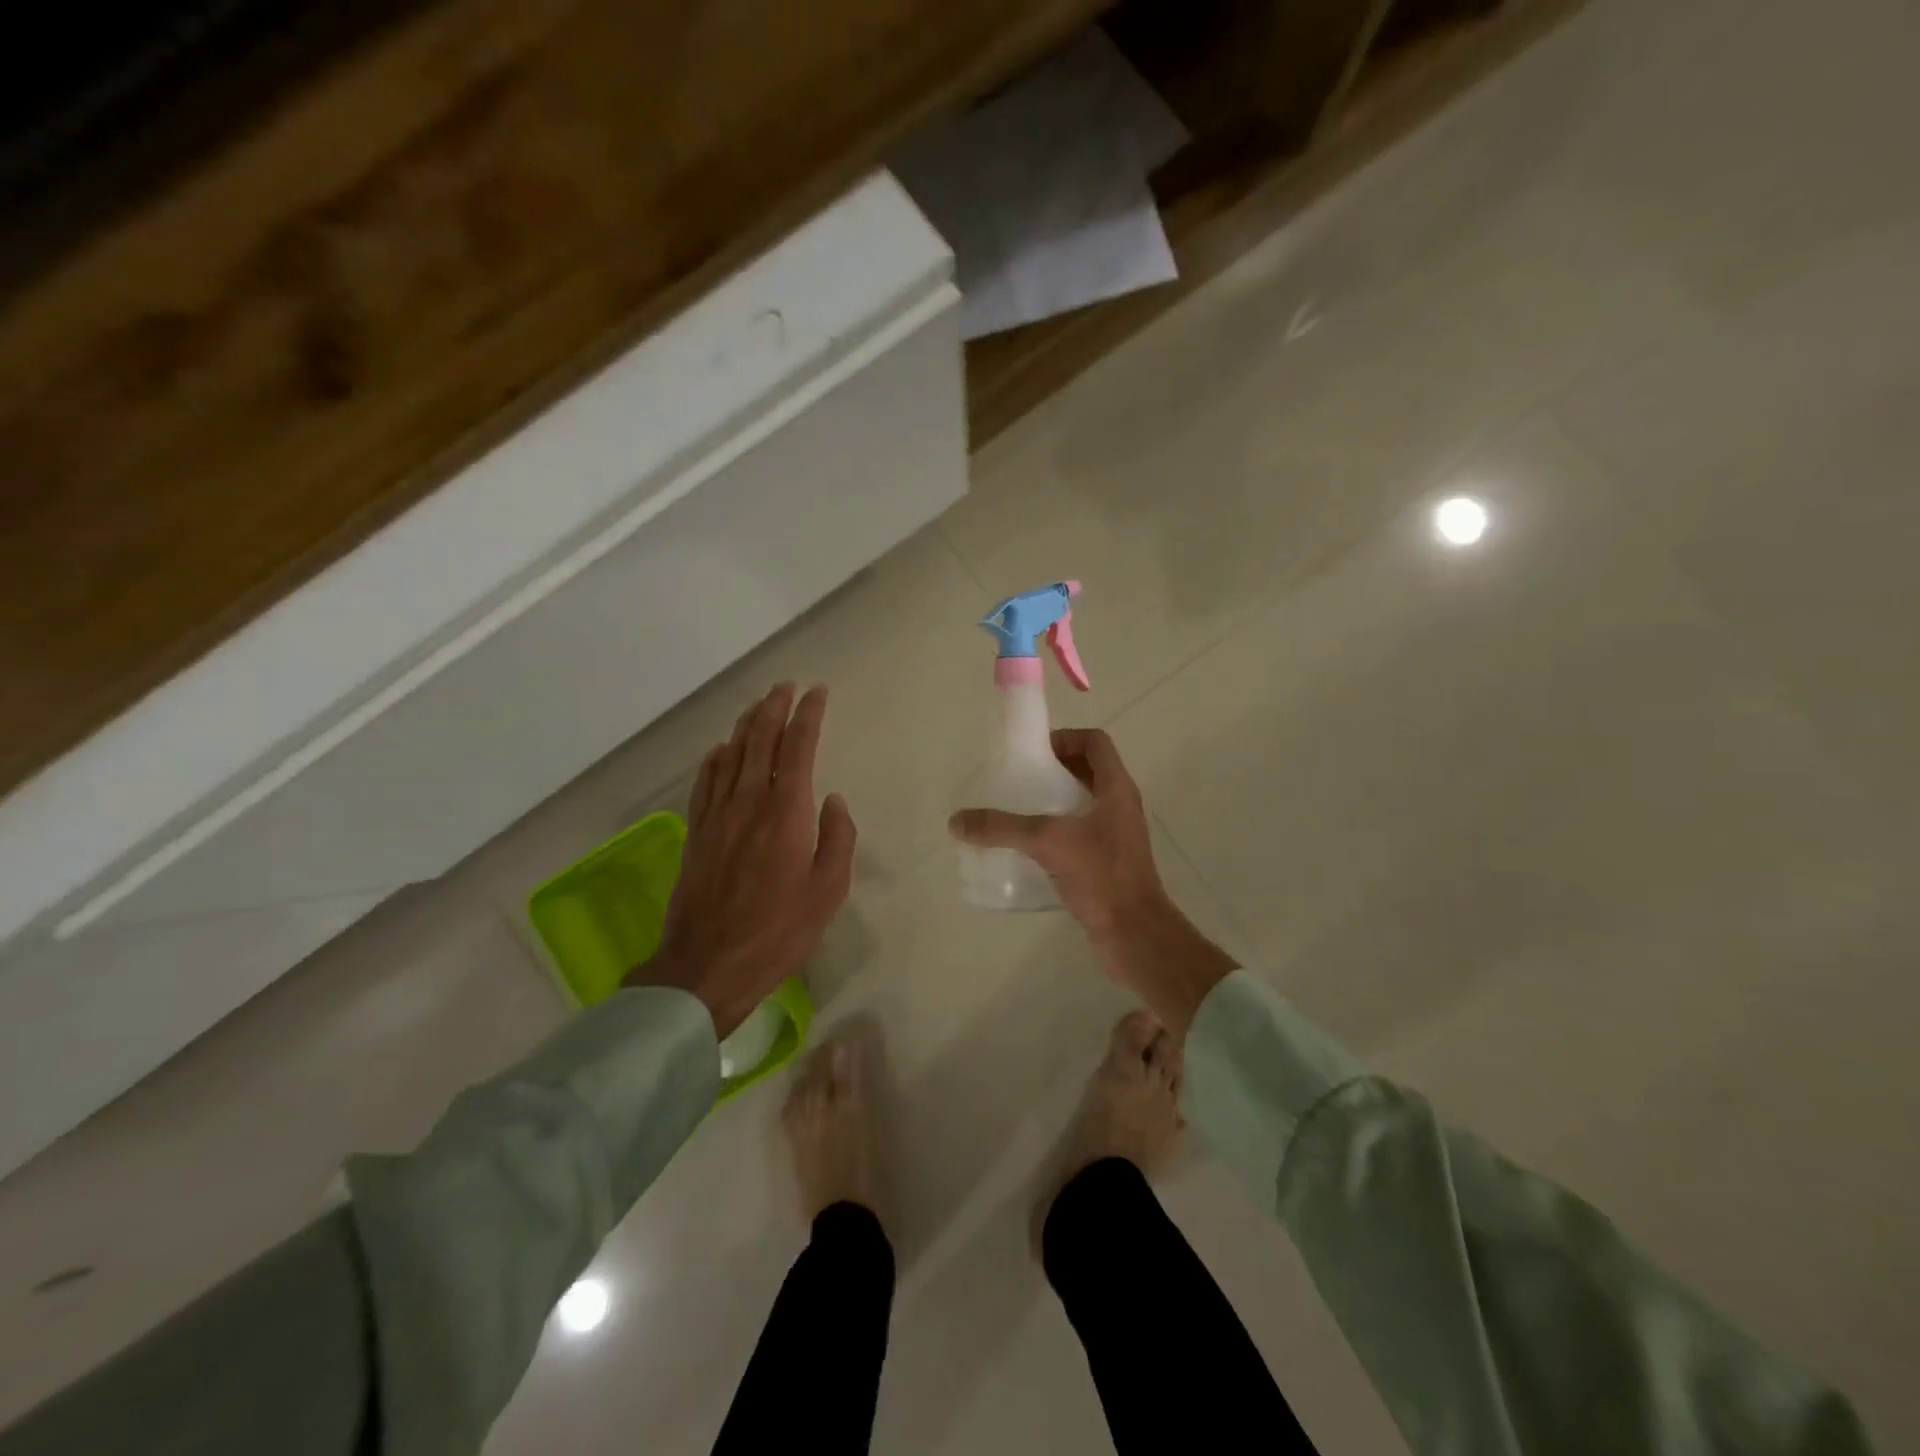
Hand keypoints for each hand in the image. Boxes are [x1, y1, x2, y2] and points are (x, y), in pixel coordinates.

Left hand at [629, 684, 855, 1037]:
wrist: (708, 965)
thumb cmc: (779, 931)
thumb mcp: (828, 891)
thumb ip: (838, 839)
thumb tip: (833, 801)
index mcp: (786, 812)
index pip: (798, 747)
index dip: (808, 715)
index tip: (817, 692)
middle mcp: (749, 802)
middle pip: (760, 740)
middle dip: (774, 708)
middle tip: (785, 686)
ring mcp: (717, 815)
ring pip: (731, 754)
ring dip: (746, 725)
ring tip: (759, 707)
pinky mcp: (697, 833)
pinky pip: (705, 782)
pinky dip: (715, 758)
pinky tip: (721, 750)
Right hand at [948, 728, 1234, 1037]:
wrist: (1134, 933)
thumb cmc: (1101, 875)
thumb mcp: (1048, 842)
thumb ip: (1002, 828)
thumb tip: (957, 821)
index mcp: (1116, 788)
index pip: (1095, 742)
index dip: (1065, 737)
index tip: (1032, 753)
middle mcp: (1119, 806)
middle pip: (1087, 770)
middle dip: (1052, 769)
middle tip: (1017, 779)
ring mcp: (1115, 835)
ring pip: (1082, 803)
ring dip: (1052, 801)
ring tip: (1017, 810)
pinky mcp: (1107, 862)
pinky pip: (1079, 833)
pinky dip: (1055, 831)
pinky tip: (1028, 847)